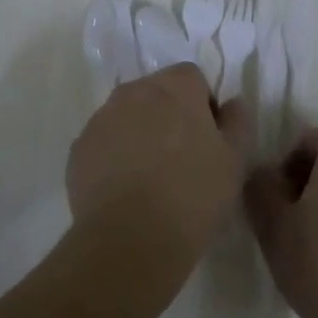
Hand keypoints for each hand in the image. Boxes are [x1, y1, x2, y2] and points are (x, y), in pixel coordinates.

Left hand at [67, 65, 250, 289]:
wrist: (130, 240)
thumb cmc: (192, 195)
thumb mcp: (234, 161)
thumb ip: (237, 122)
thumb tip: (233, 103)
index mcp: (174, 87)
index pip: (192, 78)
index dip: (203, 105)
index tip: (208, 139)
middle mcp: (134, 91)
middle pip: (156, 92)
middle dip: (169, 115)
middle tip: (182, 159)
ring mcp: (101, 118)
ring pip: (127, 115)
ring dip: (140, 133)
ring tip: (151, 178)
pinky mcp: (79, 148)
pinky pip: (104, 142)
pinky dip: (115, 156)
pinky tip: (126, 191)